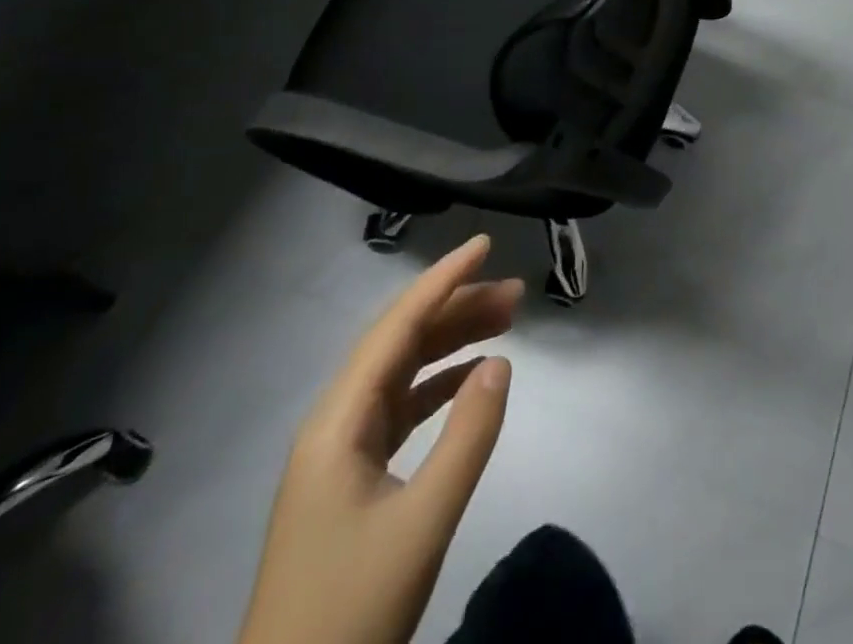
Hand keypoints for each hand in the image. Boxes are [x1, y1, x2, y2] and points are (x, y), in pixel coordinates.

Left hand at [237, 235, 521, 643]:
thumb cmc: (350, 609)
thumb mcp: (421, 524)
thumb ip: (467, 438)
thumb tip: (500, 363)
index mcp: (338, 419)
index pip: (397, 327)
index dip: (442, 280)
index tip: (484, 245)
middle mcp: (335, 420)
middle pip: (400, 342)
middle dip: (457, 309)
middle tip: (516, 294)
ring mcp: (341, 450)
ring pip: (402, 372)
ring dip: (451, 343)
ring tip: (505, 323)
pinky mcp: (352, 477)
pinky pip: (401, 408)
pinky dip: (438, 385)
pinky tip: (471, 378)